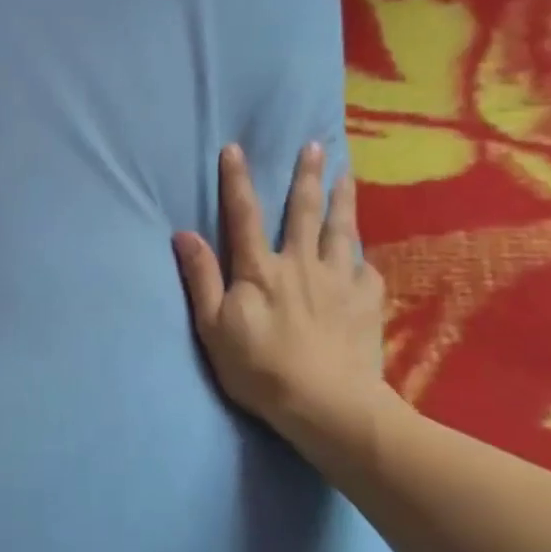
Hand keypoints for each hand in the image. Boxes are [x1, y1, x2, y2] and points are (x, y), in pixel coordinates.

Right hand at [173, 142, 386, 435]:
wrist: (328, 406)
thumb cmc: (260, 369)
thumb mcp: (213, 328)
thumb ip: (201, 278)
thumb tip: (184, 234)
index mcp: (260, 270)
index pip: (244, 215)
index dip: (237, 180)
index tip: (235, 148)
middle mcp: (301, 264)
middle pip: (303, 211)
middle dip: (306, 176)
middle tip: (314, 145)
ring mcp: (339, 281)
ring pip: (341, 230)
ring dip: (342, 199)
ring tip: (346, 175)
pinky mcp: (366, 301)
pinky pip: (366, 268)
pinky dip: (362, 256)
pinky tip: (363, 252)